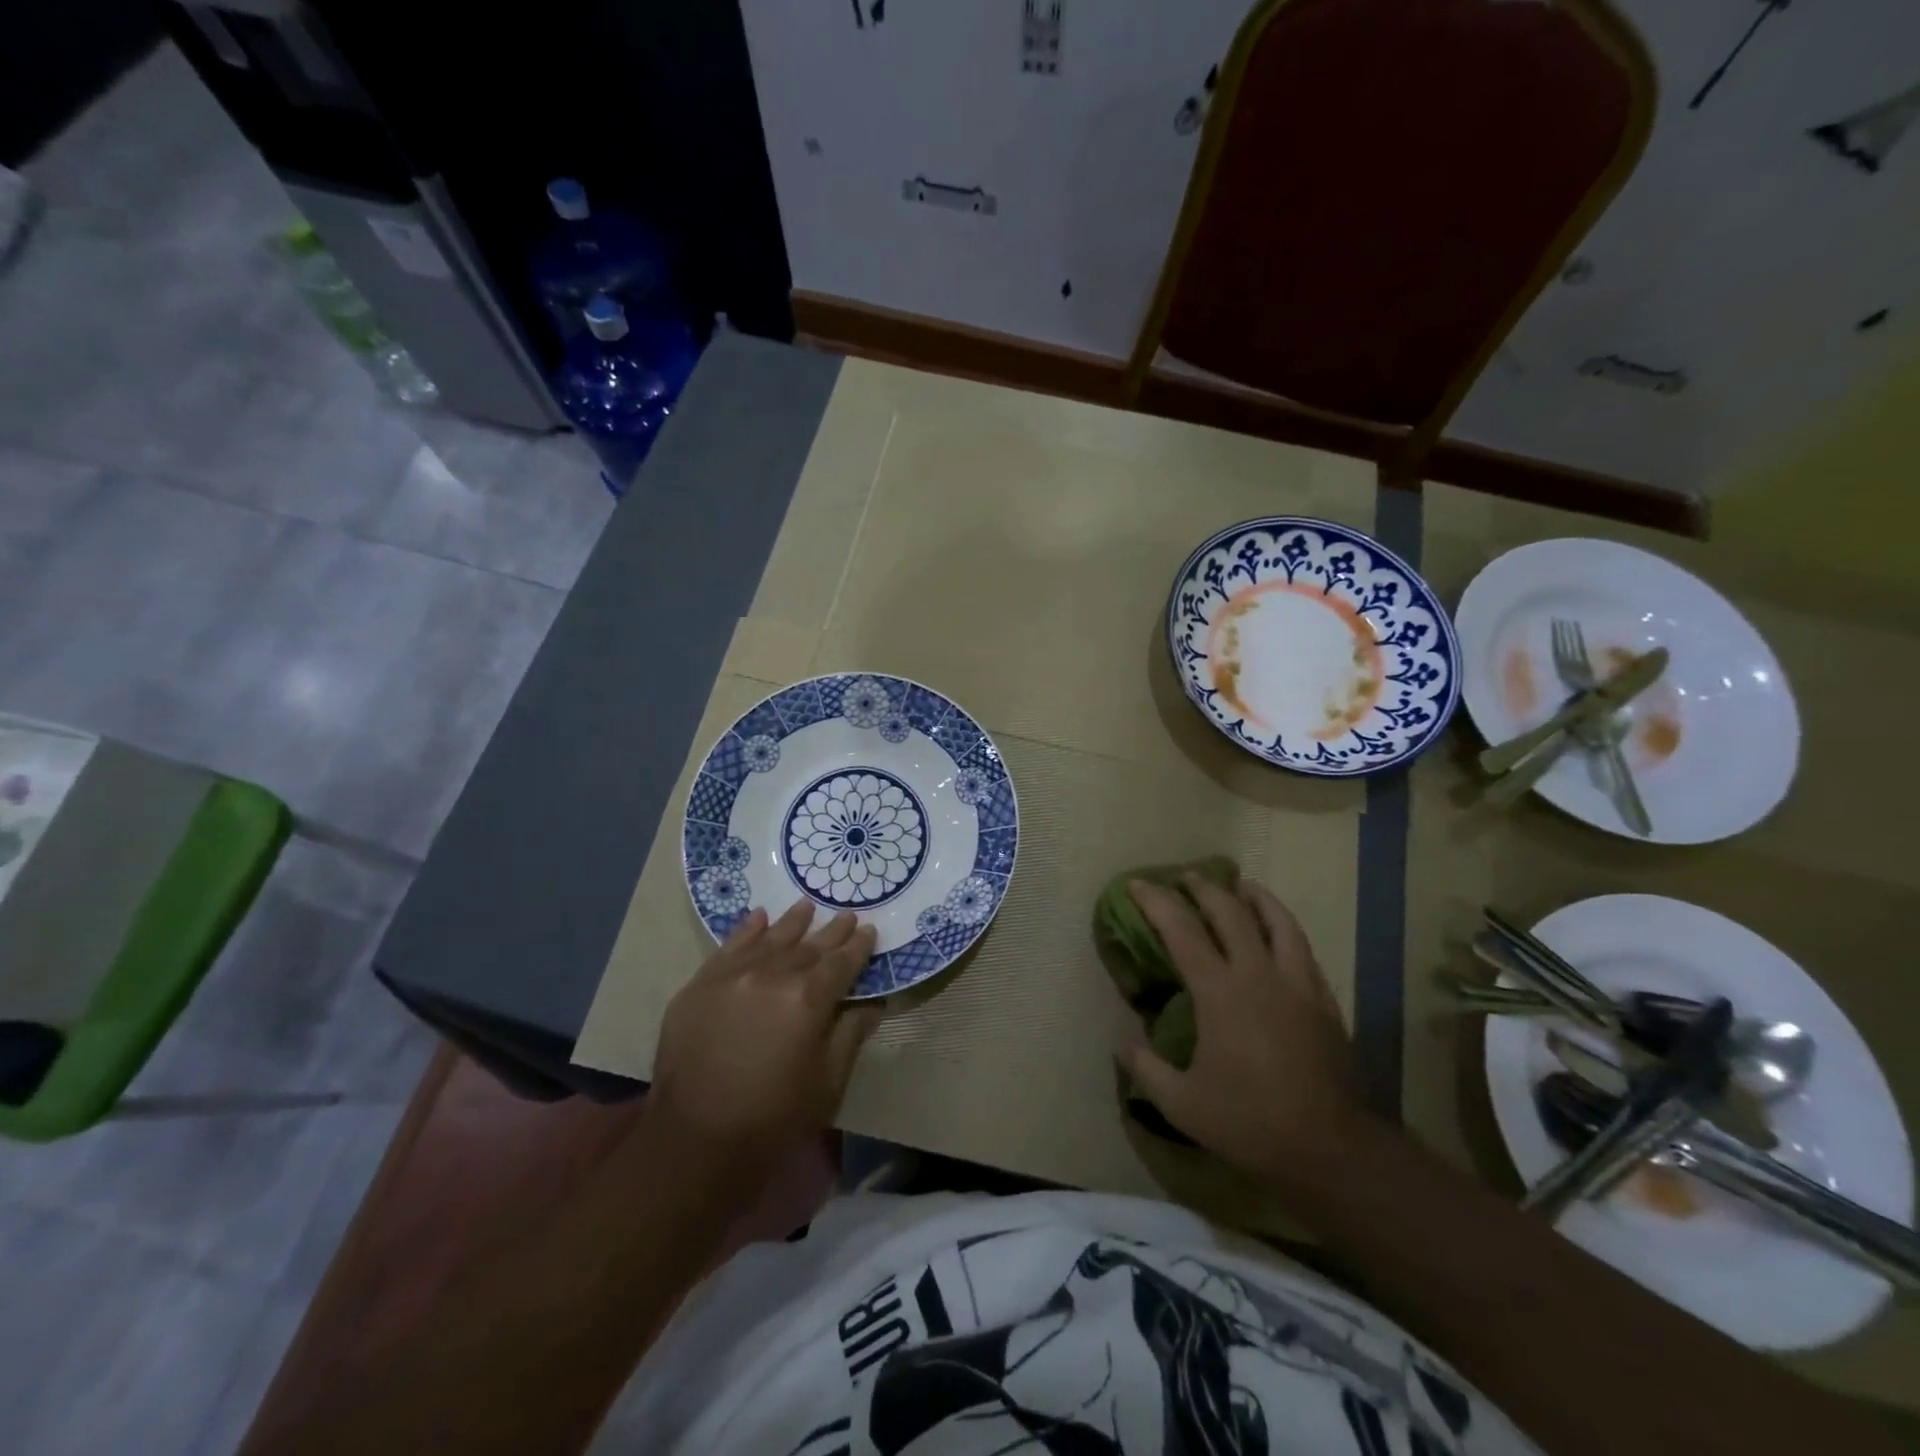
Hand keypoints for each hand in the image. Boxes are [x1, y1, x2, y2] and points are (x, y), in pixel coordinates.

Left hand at [649, 901, 879, 1195]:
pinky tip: (758, 917)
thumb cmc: (774, 1118)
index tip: (870, 931)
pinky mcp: (699, 986)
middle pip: (808, 947)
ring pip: (770, 940)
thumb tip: (873, 1004)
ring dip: (792, 923)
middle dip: (831, 932)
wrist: (695, 1141)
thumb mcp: (828, 1083)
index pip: (841, 963)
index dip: (858, 947)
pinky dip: (746, 931)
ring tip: (806, 906)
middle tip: (847, 915)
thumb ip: (851, 1035)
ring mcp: (732, 977)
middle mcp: (771, 976)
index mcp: (808, 999)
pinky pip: (728, 948)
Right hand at [1117, 876, 1373, 1182]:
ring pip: (1278, 922)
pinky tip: (1279, 936)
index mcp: (1220, 992)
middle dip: (1204, 888)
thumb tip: (1121, 1040)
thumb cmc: (1249, 1121)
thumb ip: (1145, 1068)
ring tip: (1242, 886)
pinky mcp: (1324, 1001)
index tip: (1138, 885)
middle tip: (1186, 876)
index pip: (1182, 931)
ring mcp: (1297, 984)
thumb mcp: (1181, 1103)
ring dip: (1256, 897)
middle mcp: (1259, 975)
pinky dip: (1284, 929)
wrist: (1330, 1148)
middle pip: (1231, 913)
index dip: (1156, 902)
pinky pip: (1303, 949)